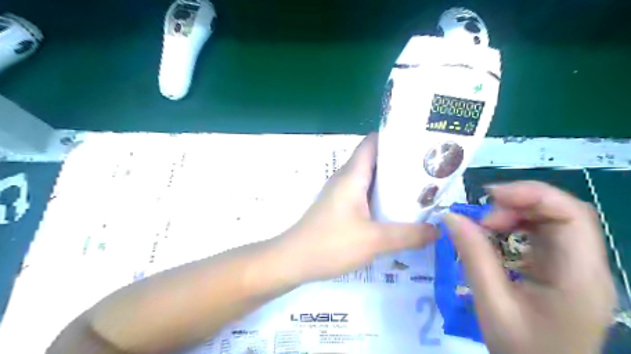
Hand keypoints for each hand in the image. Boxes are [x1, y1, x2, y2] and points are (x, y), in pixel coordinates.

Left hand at [273, 134, 437, 282]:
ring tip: (420, 188)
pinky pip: (364, 193)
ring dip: (392, 181)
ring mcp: (341, 192)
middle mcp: (346, 178)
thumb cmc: (331, 244)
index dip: (396, 137)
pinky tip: (397, 209)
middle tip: (429, 169)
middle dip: (401, 161)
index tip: (422, 142)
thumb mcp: (374, 241)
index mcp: (353, 175)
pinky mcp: (339, 206)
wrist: (293, 260)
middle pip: (375, 159)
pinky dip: (381, 196)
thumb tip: (437, 230)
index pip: (374, 142)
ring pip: (370, 178)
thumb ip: (408, 235)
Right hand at [442, 181, 617, 353]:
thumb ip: (474, 256)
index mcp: (580, 277)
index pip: (572, 215)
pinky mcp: (564, 270)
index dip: (532, 194)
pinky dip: (517, 227)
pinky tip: (496, 236)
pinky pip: (543, 235)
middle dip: (519, 205)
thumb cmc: (522, 349)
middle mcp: (588, 267)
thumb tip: (451, 217)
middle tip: (483, 218)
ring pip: (552, 221)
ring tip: (486, 226)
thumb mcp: (492, 303)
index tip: (490, 196)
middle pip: (562, 213)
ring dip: (517, 214)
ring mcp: (577, 268)